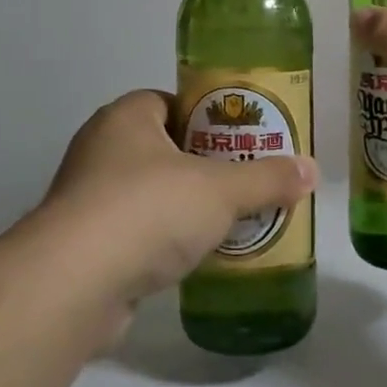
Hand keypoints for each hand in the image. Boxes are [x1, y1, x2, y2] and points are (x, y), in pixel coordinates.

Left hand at [36, 90, 316, 316]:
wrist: (74, 285)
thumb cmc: (148, 210)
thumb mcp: (220, 189)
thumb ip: (267, 178)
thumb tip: (312, 170)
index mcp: (126, 118)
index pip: (170, 101)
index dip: (207, 116)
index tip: (239, 138)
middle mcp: (100, 150)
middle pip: (164, 148)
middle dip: (203, 165)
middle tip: (245, 179)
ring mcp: (88, 199)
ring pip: (150, 193)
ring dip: (184, 206)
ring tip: (230, 219)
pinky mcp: (85, 246)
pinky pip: (136, 233)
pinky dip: (164, 242)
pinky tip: (196, 257)